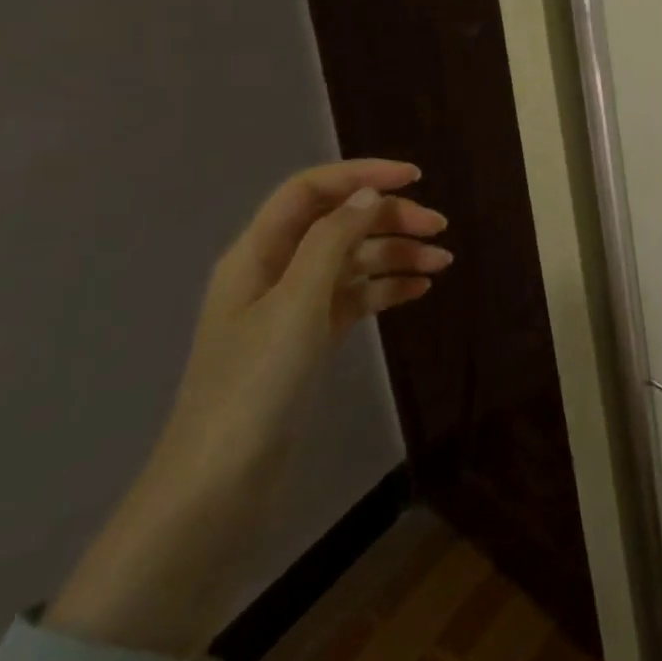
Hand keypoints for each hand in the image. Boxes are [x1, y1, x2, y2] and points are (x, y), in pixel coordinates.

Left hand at [42, 158, 448, 657]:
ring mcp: (293, 308)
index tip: (415, 178)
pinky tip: (418, 291)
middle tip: (439, 229)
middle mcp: (275, 271)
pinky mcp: (310, 339)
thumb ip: (331, 241)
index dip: (361, 174)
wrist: (219, 486)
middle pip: (338, 222)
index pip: (311, 190)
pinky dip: (386, 289)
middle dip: (389, 217)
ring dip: (396, 254)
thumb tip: (368, 193)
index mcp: (258, 253)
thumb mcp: (296, 304)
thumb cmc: (254, 385)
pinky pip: (354, 297)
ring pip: (352, 260)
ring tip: (442, 265)